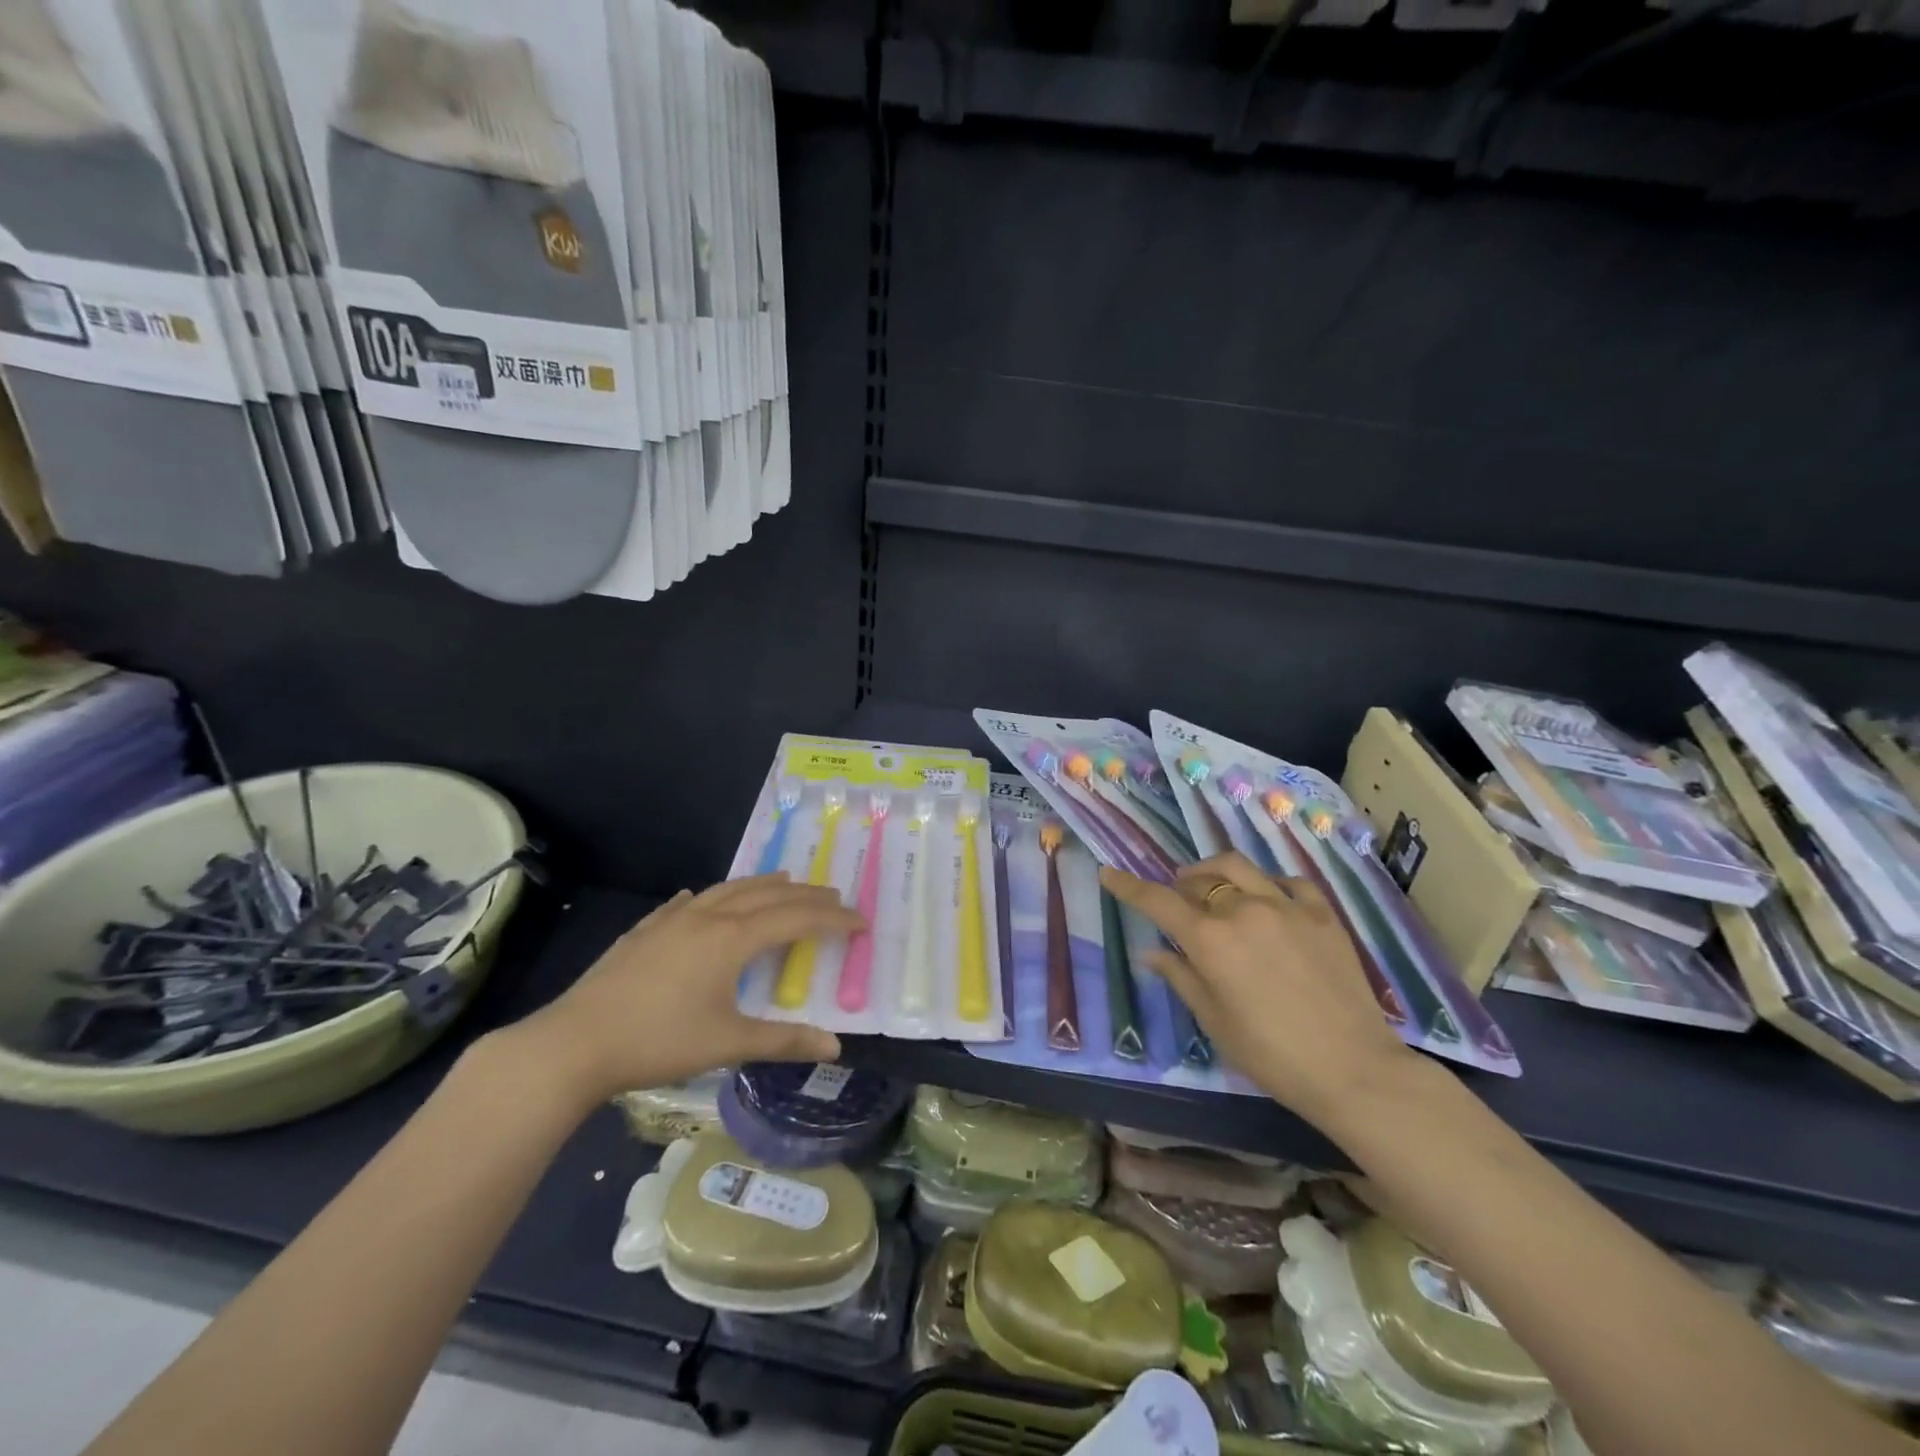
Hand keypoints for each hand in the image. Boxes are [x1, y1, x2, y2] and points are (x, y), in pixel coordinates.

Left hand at [508, 875, 861, 1108]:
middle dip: (805, 895)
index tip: (861, 921)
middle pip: (767, 894)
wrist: (574, 1043)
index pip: (796, 919)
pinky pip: (687, 903)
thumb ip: (783, 1041)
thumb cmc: (658, 1041)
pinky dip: (709, 897)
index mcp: (732, 939)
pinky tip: (700, 899)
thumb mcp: (727, 1044)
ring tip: (784, 882)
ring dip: (762, 885)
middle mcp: (707, 917)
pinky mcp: (644, 931)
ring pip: (727, 890)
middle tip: (834, 897)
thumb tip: (835, 1048)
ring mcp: (672, 920)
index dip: (833, 919)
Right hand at [1100, 852, 1416, 1128]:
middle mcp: (1243, 910)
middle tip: (1177, 900)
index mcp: (1210, 940)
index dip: (1129, 886)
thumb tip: (1153, 952)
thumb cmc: (1272, 1055)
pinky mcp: (1322, 913)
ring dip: (1215, 872)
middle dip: (1179, 885)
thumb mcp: (1214, 1021)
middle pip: (1199, 879)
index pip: (1158, 901)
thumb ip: (1181, 977)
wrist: (1353, 1069)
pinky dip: (1266, 884)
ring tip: (1212, 886)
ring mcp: (1286, 906)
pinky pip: (1286, 881)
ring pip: (1239, 867)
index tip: (1108, 872)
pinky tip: (1267, 899)